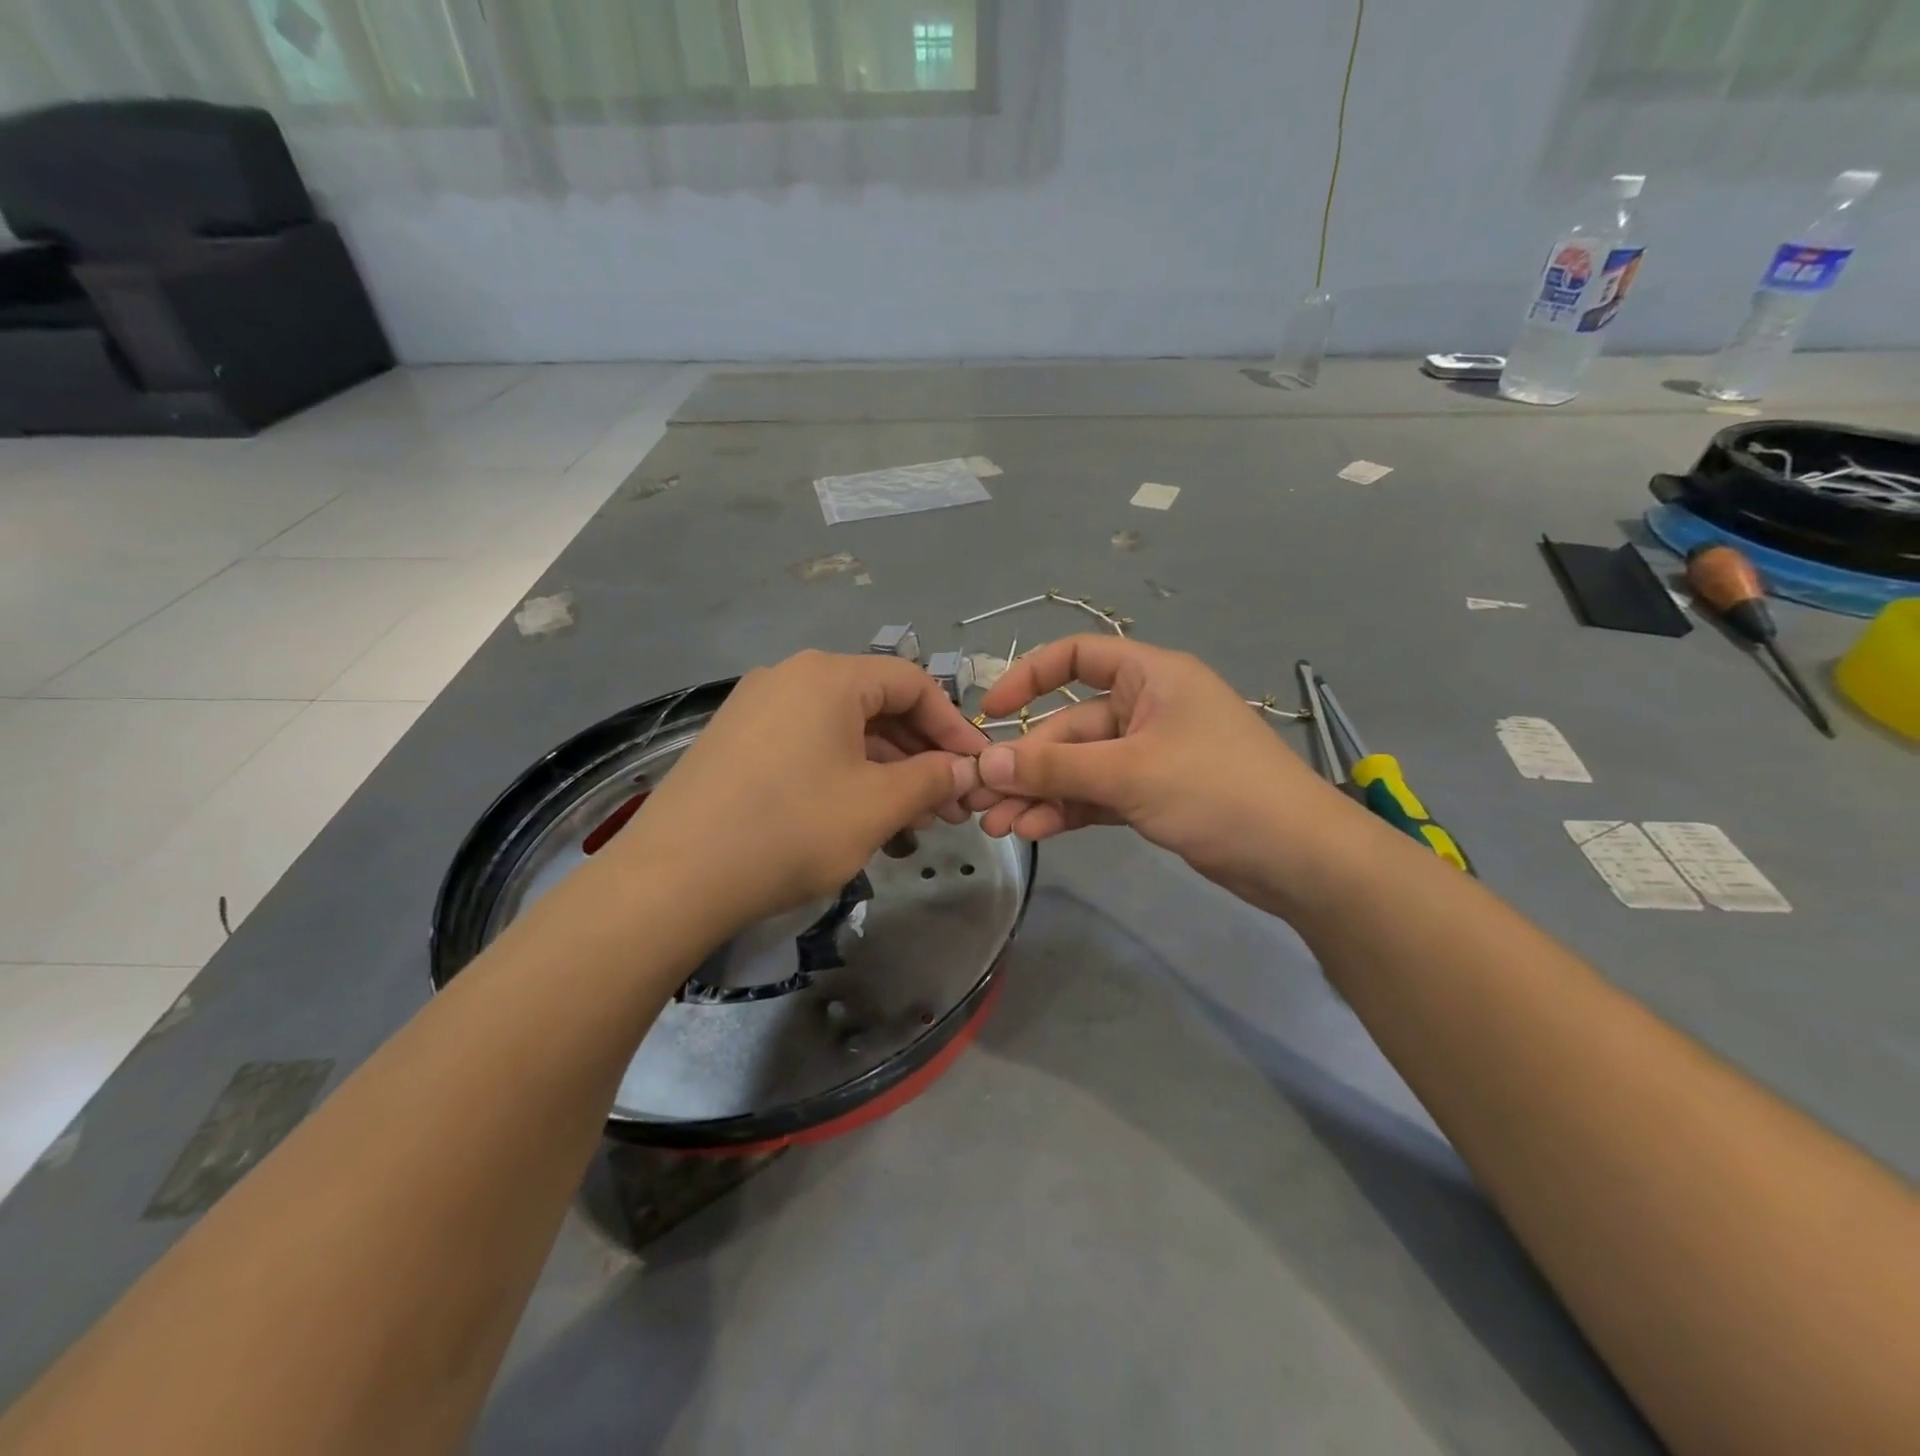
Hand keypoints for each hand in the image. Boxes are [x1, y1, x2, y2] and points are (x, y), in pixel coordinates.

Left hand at [617, 651, 987, 932]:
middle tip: (950, 806)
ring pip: (843, 733)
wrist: (673, 878)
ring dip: (886, 773)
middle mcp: (791, 678)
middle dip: (921, 756)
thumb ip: (931, 779)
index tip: (976, 769)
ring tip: (913, 823)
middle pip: (877, 707)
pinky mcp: (736, 745)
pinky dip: (845, 778)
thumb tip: (964, 769)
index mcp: (828, 676)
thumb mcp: (877, 805)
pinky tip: (861, 822)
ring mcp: (757, 710)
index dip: (953, 726)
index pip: (913, 683)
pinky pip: (809, 749)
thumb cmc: (791, 829)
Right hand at [971, 636, 1357, 901]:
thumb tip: (987, 761)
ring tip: (998, 825)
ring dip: (1041, 792)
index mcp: (1150, 677)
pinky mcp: (1154, 795)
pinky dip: (1068, 809)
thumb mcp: (1130, 773)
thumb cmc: (1218, 791)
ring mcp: (1151, 755)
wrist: (1298, 858)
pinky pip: (1098, 794)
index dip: (1029, 677)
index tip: (992, 712)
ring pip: (1081, 766)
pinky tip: (1035, 831)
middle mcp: (1147, 708)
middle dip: (1028, 763)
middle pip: (1071, 726)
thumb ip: (1056, 767)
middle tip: (982, 796)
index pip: (1078, 656)